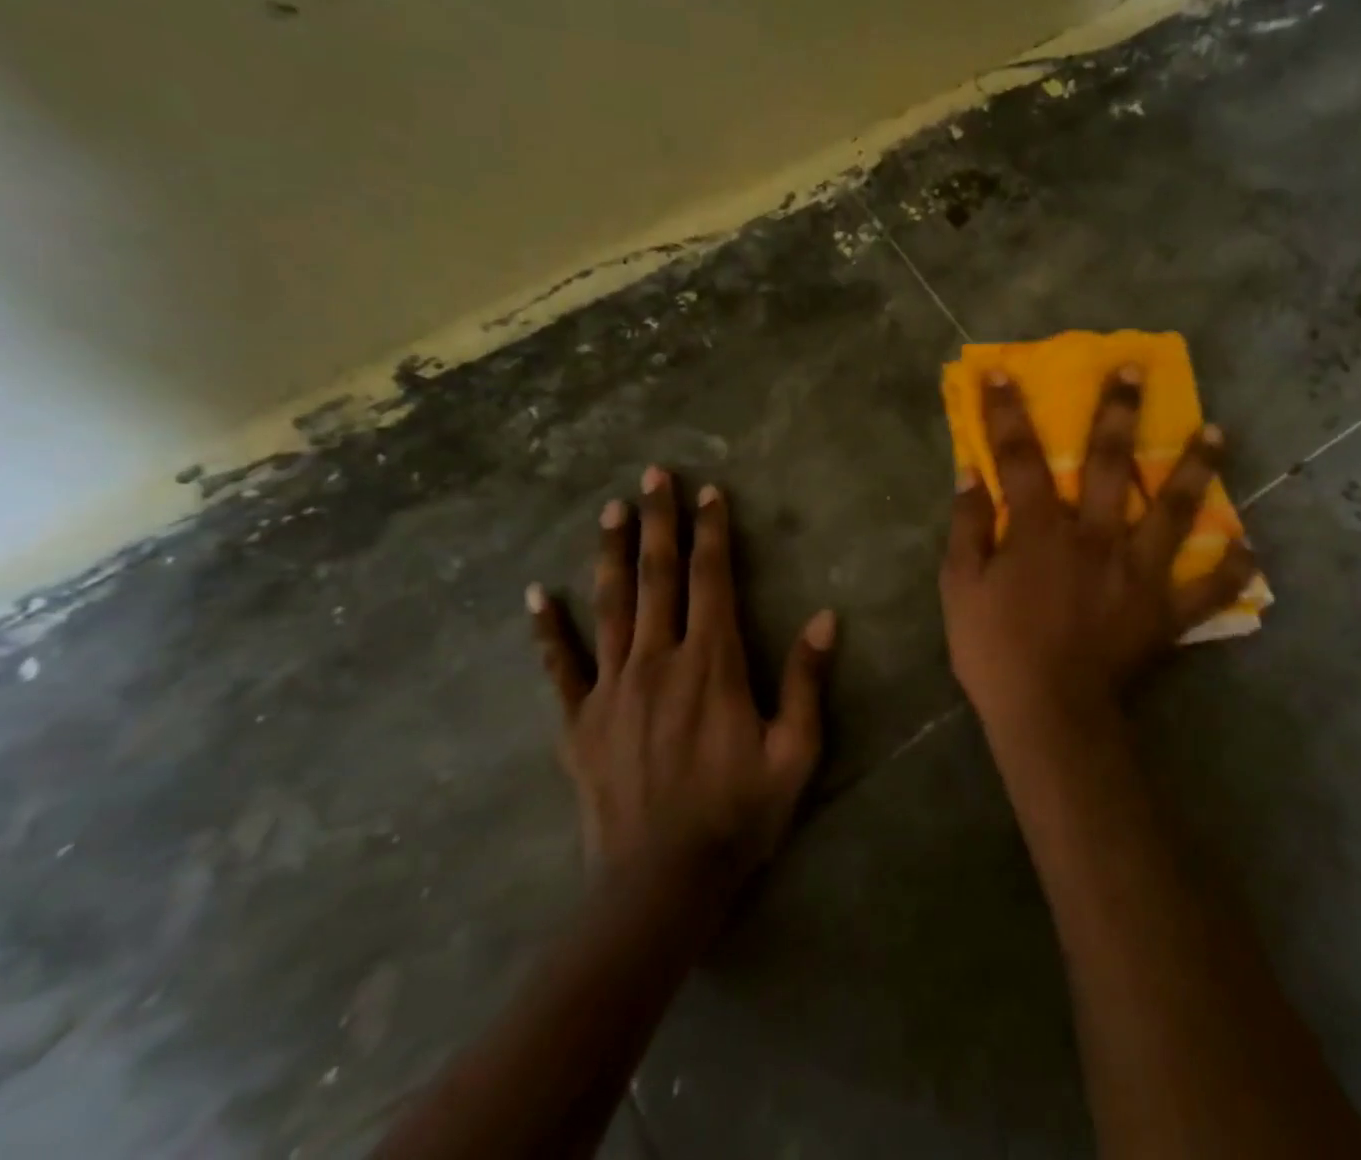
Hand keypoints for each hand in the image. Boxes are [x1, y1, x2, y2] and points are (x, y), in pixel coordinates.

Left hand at [528, 467, 833, 899]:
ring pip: (611, 605)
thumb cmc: (738, 814)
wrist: (660, 885)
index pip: (711, 579)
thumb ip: (807, 682)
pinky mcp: (580, 722)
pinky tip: (535, 595)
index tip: (710, 493)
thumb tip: (824, 618)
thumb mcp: (794, 752)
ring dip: (612, 554)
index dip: (712, 532)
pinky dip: (548, 629)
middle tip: (654, 475)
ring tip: (609, 510)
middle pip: (658, 576)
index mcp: (713, 663)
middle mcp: (659, 660)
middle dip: (659, 521)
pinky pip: (560, 666)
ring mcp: (612, 688)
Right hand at [939, 367, 1255, 747]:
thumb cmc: (996, 651)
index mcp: (1042, 530)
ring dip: (1195, 469)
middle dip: (1119, 412)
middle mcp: (1096, 537)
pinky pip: (1206, 589)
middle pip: (1110, 463)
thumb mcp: (960, 588)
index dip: (1008, 412)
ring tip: (1217, 432)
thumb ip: (967, 527)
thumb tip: (970, 472)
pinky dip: (1229, 570)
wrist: (1048, 717)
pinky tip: (1248, 548)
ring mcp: (1138, 572)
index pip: (1020, 457)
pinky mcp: (1165, 612)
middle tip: (1136, 370)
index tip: (1004, 373)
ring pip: (1173, 511)